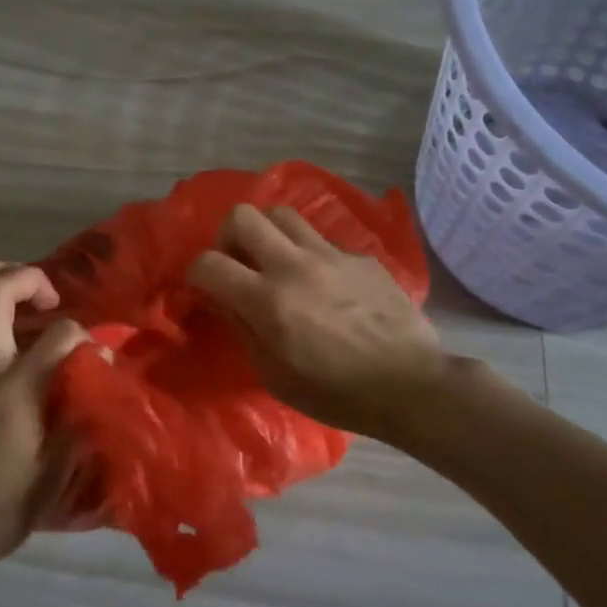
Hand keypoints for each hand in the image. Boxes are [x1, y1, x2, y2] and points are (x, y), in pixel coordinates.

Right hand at [187, 203, 451, 442]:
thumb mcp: (274, 374)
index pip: (209, 263)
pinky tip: (321, 282)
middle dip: (229, 236)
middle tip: (238, 263)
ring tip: (275, 261)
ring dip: (268, 234)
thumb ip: (242, 327)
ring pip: (282, 214)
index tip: (204, 288)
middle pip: (243, 216)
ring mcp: (330, 255)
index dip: (196, 273)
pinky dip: (308, 253)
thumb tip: (220, 297)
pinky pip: (320, 239)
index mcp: (267, 301)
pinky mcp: (358, 256)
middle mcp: (293, 266)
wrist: (410, 385)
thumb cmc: (335, 393)